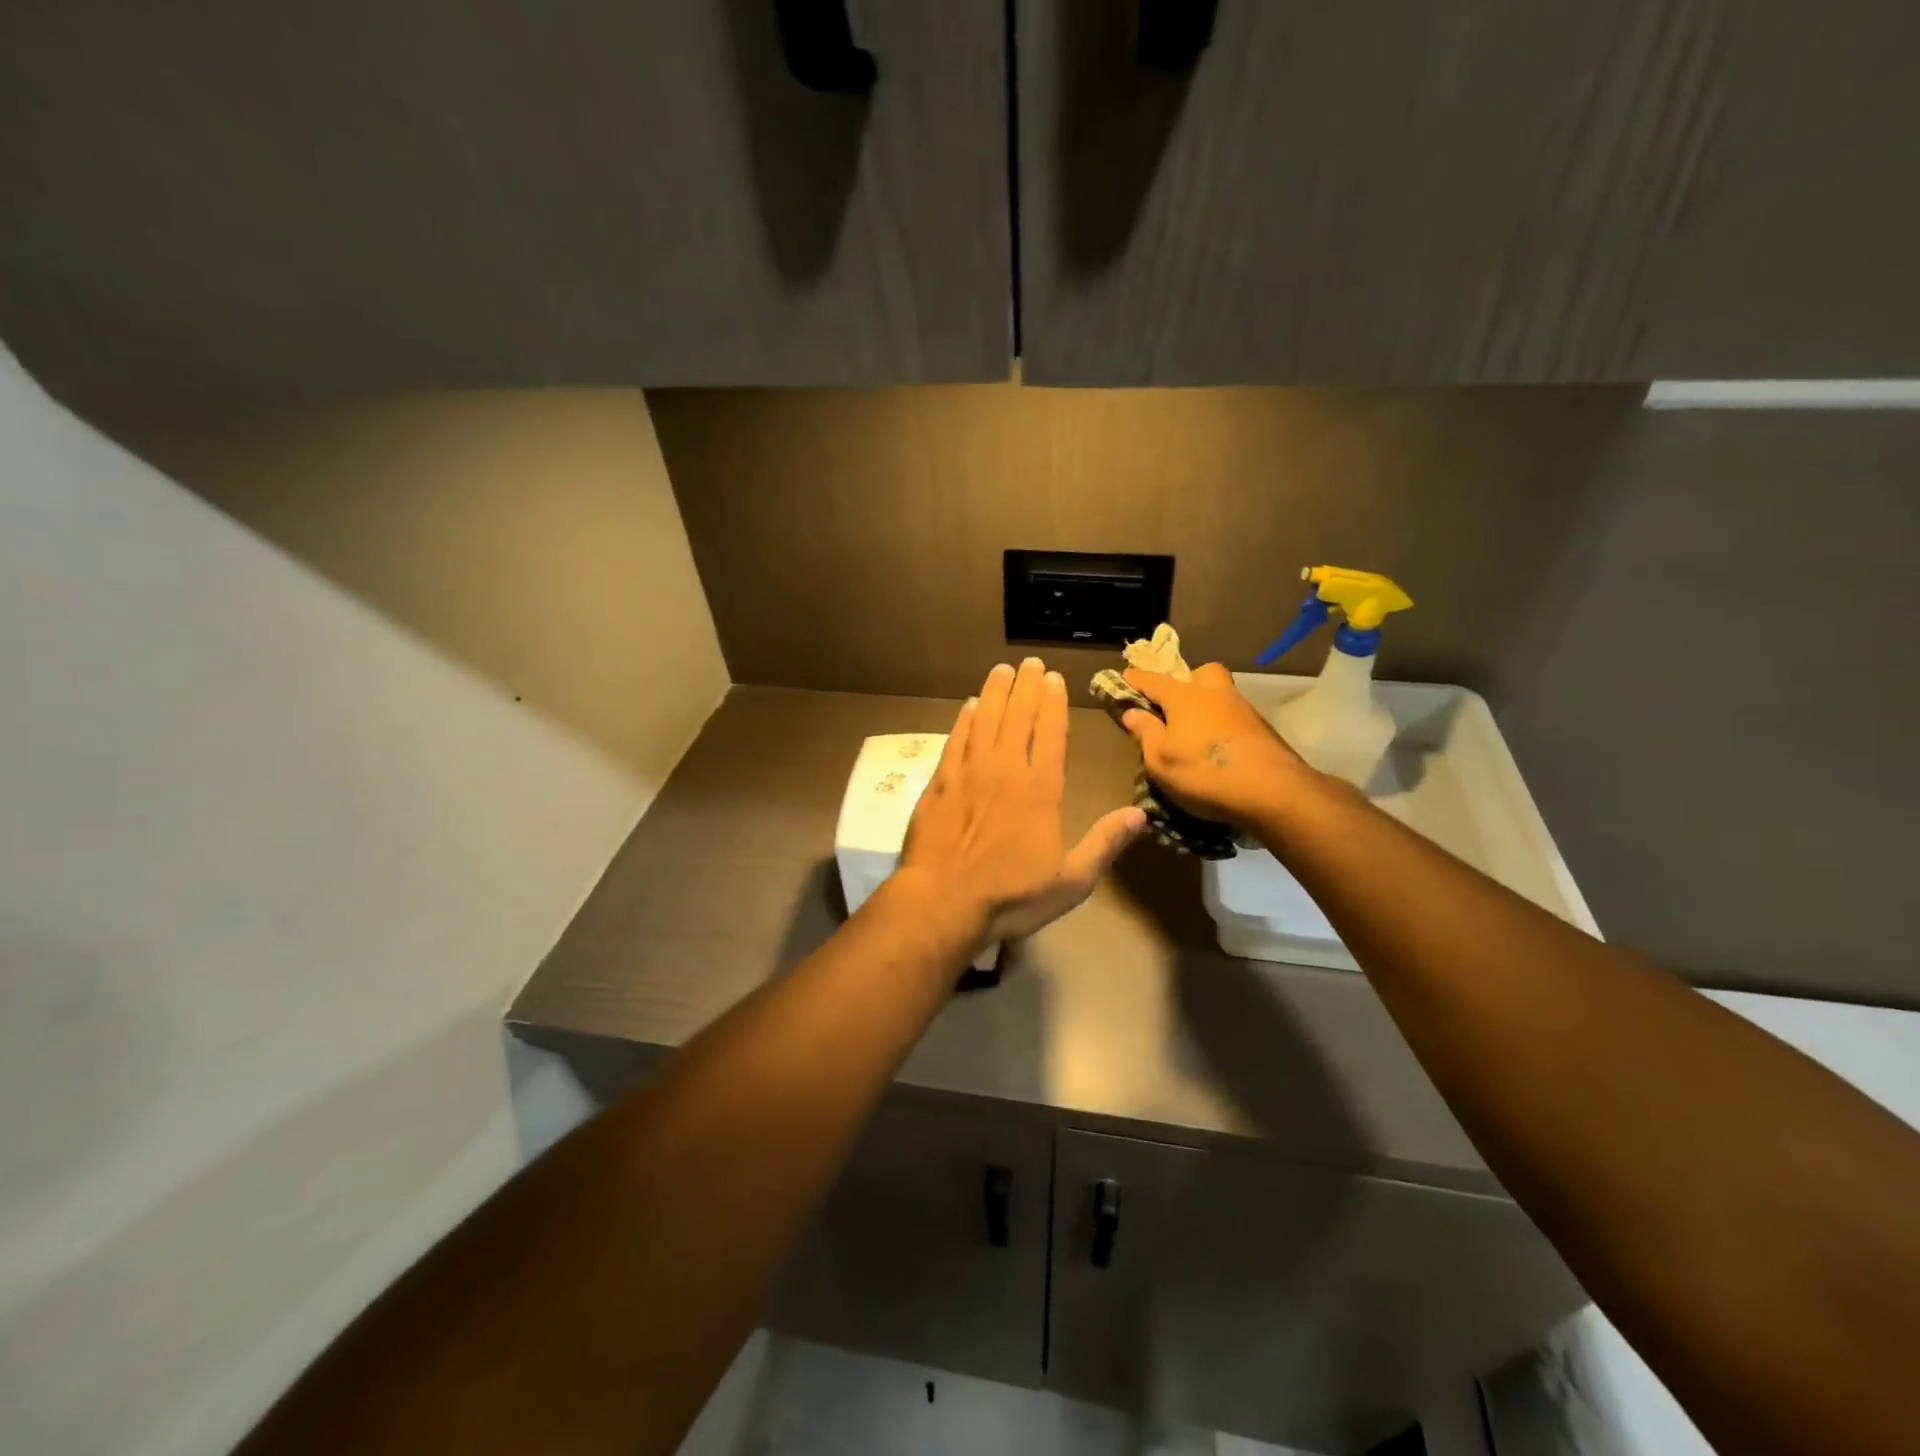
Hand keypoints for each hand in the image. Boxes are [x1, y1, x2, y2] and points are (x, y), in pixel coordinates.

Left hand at [901, 659, 1145, 945]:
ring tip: (1002, 670)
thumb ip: (1104, 844)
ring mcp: (969, 773)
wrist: (943, 901)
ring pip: (985, 721)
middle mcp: (1005, 771)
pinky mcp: (940, 783)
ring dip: (996, 693)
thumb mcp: (1070, 881)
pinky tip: (969, 706)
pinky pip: (956, 740)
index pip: (1050, 734)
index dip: (1054, 704)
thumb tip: (1141, 815)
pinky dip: (964, 719)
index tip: (1055, 679)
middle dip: (1027, 687)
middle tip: (1030, 663)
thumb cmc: (1011, 896)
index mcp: (1041, 790)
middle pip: (1018, 717)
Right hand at [1119, 663, 1313, 825]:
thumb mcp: (1160, 761)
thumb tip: (1132, 712)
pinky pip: (1233, 716)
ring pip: (1219, 694)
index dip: (1135, 679)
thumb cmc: (1204, 773)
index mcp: (1184, 697)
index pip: (1152, 680)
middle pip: (1199, 674)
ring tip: (1193, 735)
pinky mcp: (1261, 728)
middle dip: (1185, 682)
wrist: (1272, 791)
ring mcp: (1242, 708)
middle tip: (1174, 707)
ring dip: (1205, 705)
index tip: (1124, 677)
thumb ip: (1145, 733)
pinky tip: (1217, 748)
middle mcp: (1214, 693)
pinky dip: (1222, 725)